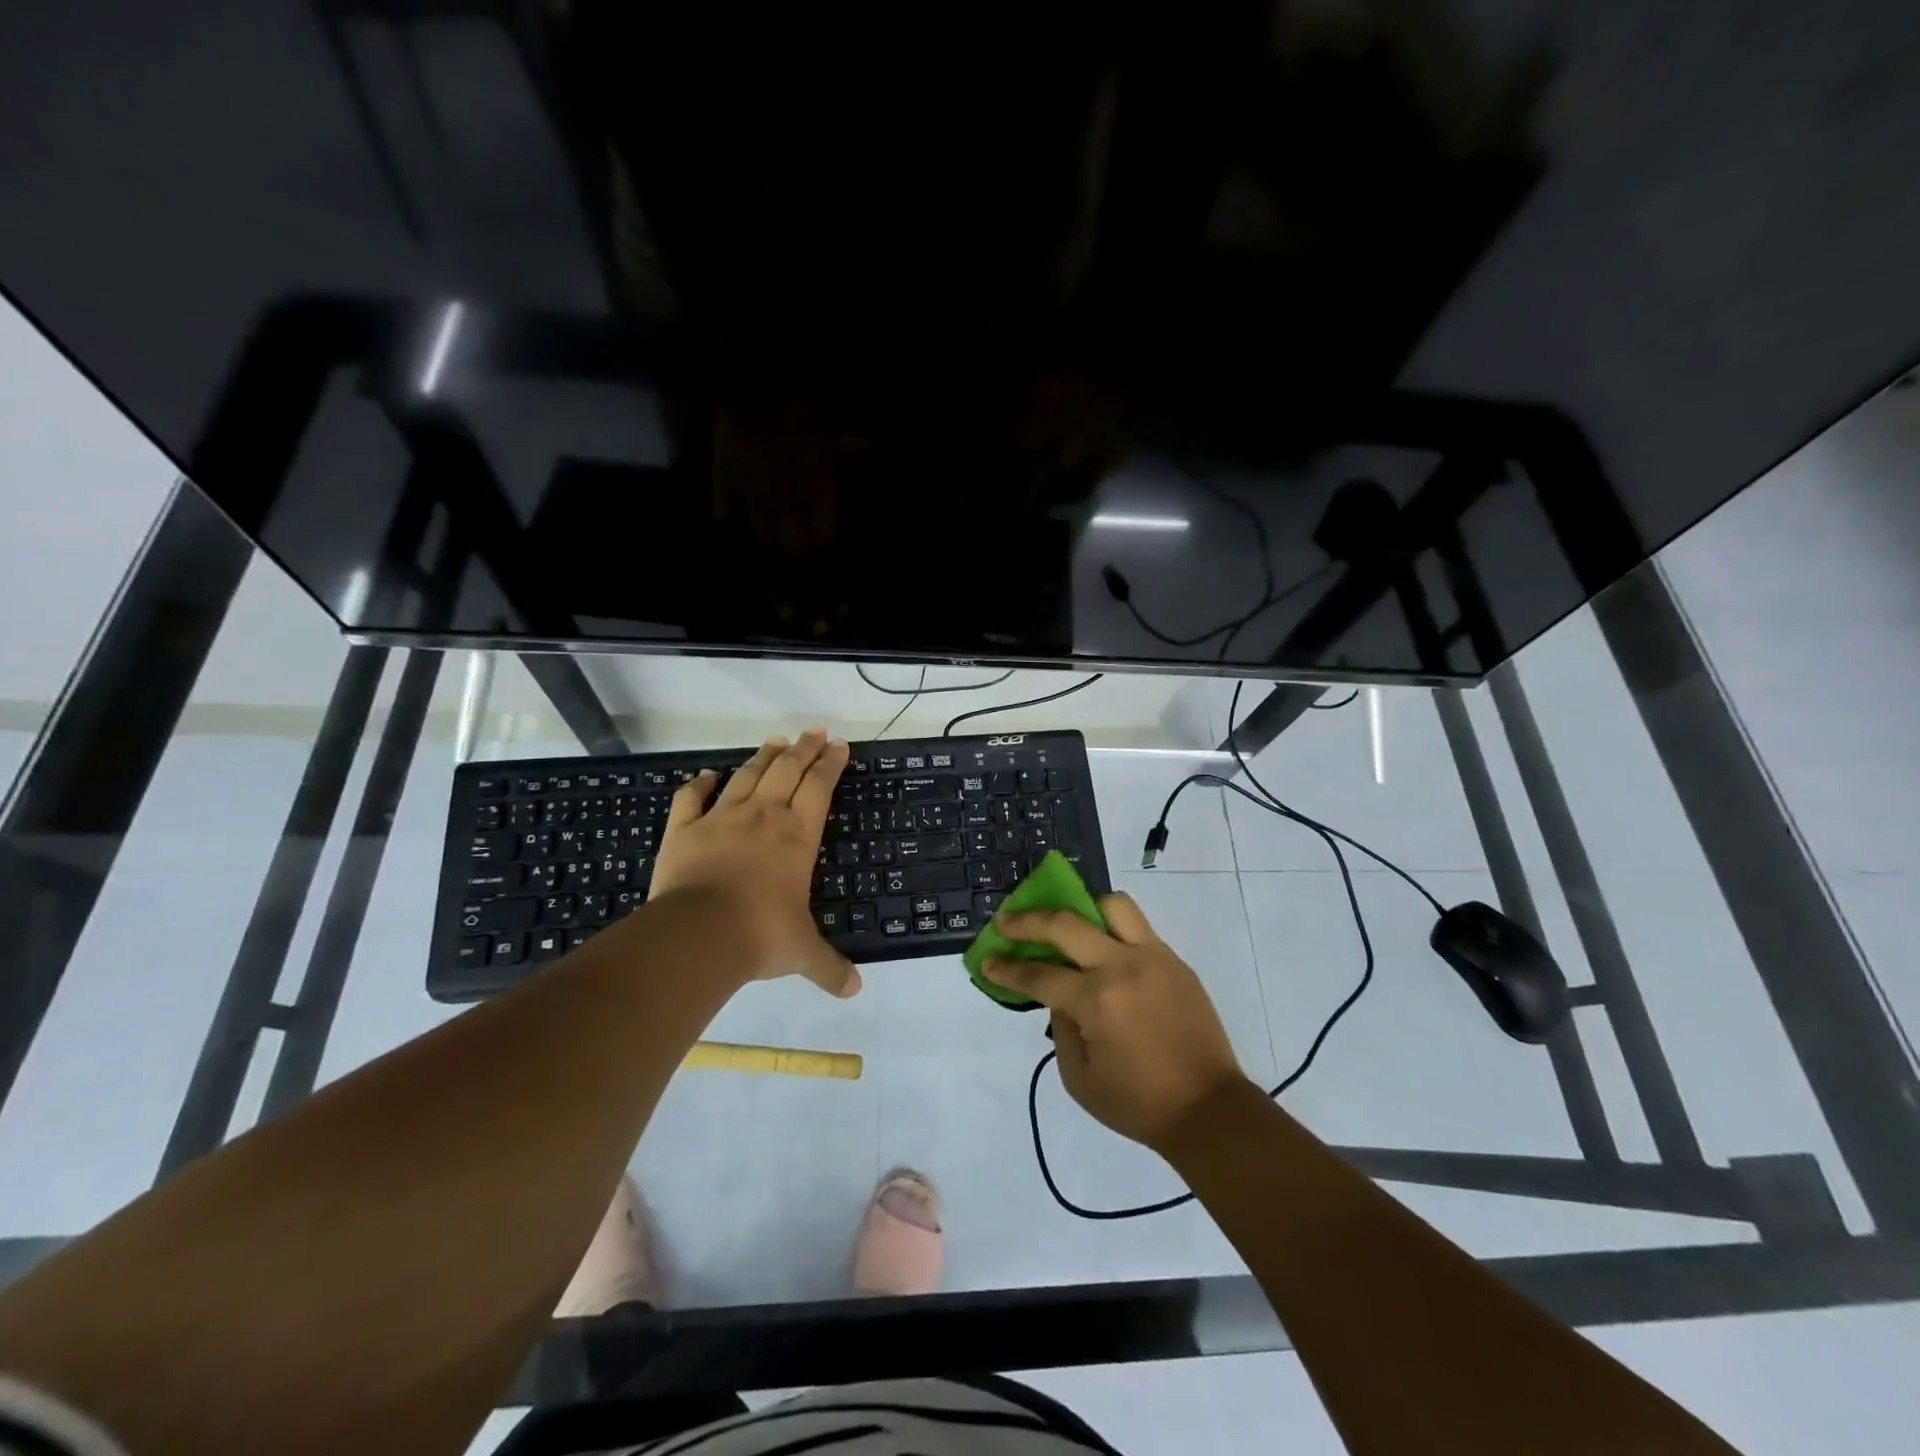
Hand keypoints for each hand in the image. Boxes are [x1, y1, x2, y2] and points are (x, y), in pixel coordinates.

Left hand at [649, 728, 859, 997]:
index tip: (839, 745)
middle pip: (787, 770)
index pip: (819, 788)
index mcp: (796, 836)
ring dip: (763, 757)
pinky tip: (707, 774)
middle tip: (815, 731)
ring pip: (746, 776)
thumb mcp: (802, 953)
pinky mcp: (684, 830)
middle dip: (804, 748)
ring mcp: (720, 819)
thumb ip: (830, 968)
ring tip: (775, 741)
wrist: (698, 934)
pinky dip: (700, 783)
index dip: (831, 764)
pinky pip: (691, 798)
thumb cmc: (760, 935)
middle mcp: (763, 817)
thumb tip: (856, 990)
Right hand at [982, 894, 1243, 1150]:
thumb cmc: (1138, 1103)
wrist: (1208, 1109)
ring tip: (1071, 925)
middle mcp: (1122, 967)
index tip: (987, 961)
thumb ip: (1060, 1028)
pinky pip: (1139, 928)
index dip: (1007, 969)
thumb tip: (1058, 995)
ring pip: (1112, 905)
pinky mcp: (1175, 961)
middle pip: (1066, 923)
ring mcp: (1153, 957)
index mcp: (1096, 1001)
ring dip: (1083, 909)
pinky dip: (1114, 930)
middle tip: (1007, 922)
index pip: (1038, 975)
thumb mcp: (1079, 1078)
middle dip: (1027, 920)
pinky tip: (1105, 951)